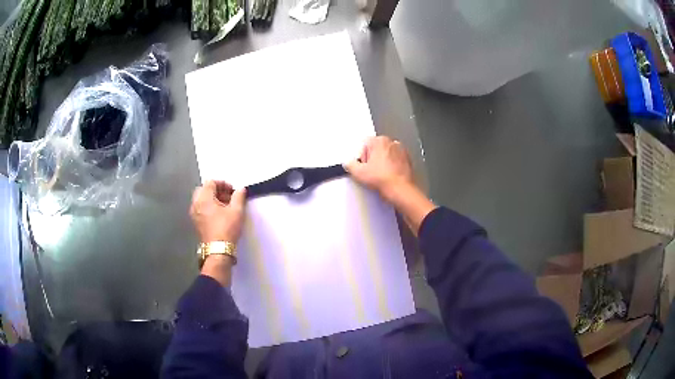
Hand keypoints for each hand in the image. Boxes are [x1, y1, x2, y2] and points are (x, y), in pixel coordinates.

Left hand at [190, 181, 246, 243]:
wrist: (218, 250)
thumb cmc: (227, 229)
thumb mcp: (237, 211)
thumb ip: (239, 196)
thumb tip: (240, 189)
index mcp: (204, 198)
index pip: (210, 182)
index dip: (223, 183)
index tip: (232, 190)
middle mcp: (196, 204)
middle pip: (204, 189)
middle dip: (216, 190)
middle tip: (228, 196)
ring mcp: (194, 214)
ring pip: (202, 199)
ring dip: (212, 198)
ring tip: (225, 206)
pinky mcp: (196, 222)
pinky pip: (201, 208)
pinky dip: (209, 207)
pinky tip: (219, 214)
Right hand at [344, 136, 414, 202]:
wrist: (400, 190)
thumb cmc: (384, 179)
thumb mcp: (358, 173)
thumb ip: (349, 164)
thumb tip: (348, 163)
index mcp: (379, 140)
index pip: (364, 144)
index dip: (360, 157)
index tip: (362, 166)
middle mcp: (392, 143)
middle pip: (375, 149)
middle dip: (371, 159)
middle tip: (370, 172)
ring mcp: (401, 151)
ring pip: (386, 155)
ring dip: (382, 163)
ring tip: (379, 176)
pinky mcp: (407, 161)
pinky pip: (395, 162)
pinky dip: (391, 167)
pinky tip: (388, 177)